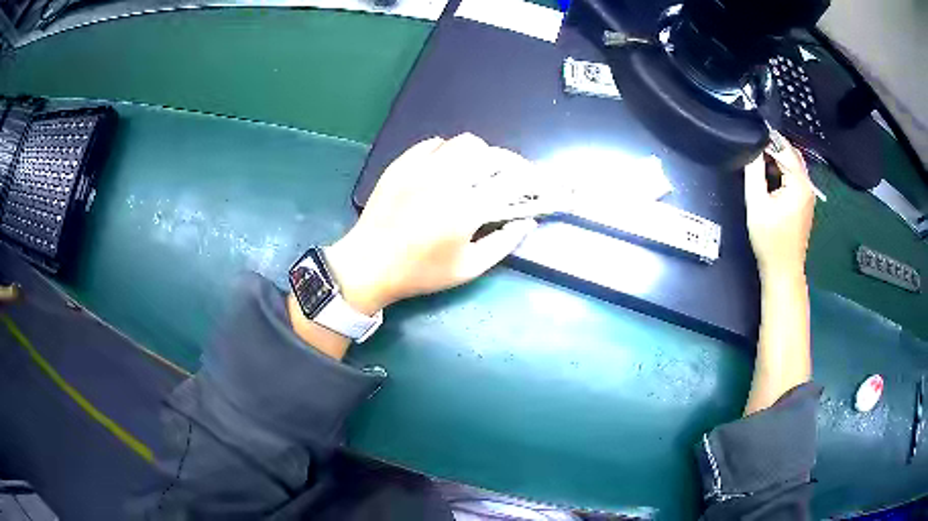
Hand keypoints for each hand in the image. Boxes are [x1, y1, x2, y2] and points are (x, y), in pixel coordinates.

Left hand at [325, 134, 553, 313]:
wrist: (369, 263)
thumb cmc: (421, 272)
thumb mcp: (468, 268)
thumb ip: (503, 244)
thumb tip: (527, 222)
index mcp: (467, 208)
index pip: (512, 180)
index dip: (531, 179)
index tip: (536, 184)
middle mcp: (447, 179)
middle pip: (490, 154)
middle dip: (509, 163)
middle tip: (510, 177)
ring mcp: (422, 167)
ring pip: (463, 143)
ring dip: (479, 155)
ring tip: (477, 172)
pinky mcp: (402, 163)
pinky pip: (433, 144)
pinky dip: (448, 151)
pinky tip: (446, 168)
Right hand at [744, 134, 815, 282]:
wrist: (783, 271)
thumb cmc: (770, 240)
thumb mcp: (756, 203)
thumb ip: (754, 172)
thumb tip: (752, 148)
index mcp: (799, 183)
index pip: (784, 148)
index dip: (766, 141)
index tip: (749, 139)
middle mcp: (808, 186)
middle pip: (791, 155)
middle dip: (772, 149)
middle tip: (753, 151)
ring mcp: (808, 196)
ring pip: (793, 166)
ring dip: (777, 161)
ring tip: (758, 165)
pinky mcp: (805, 204)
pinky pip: (795, 179)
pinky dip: (783, 173)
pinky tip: (770, 181)